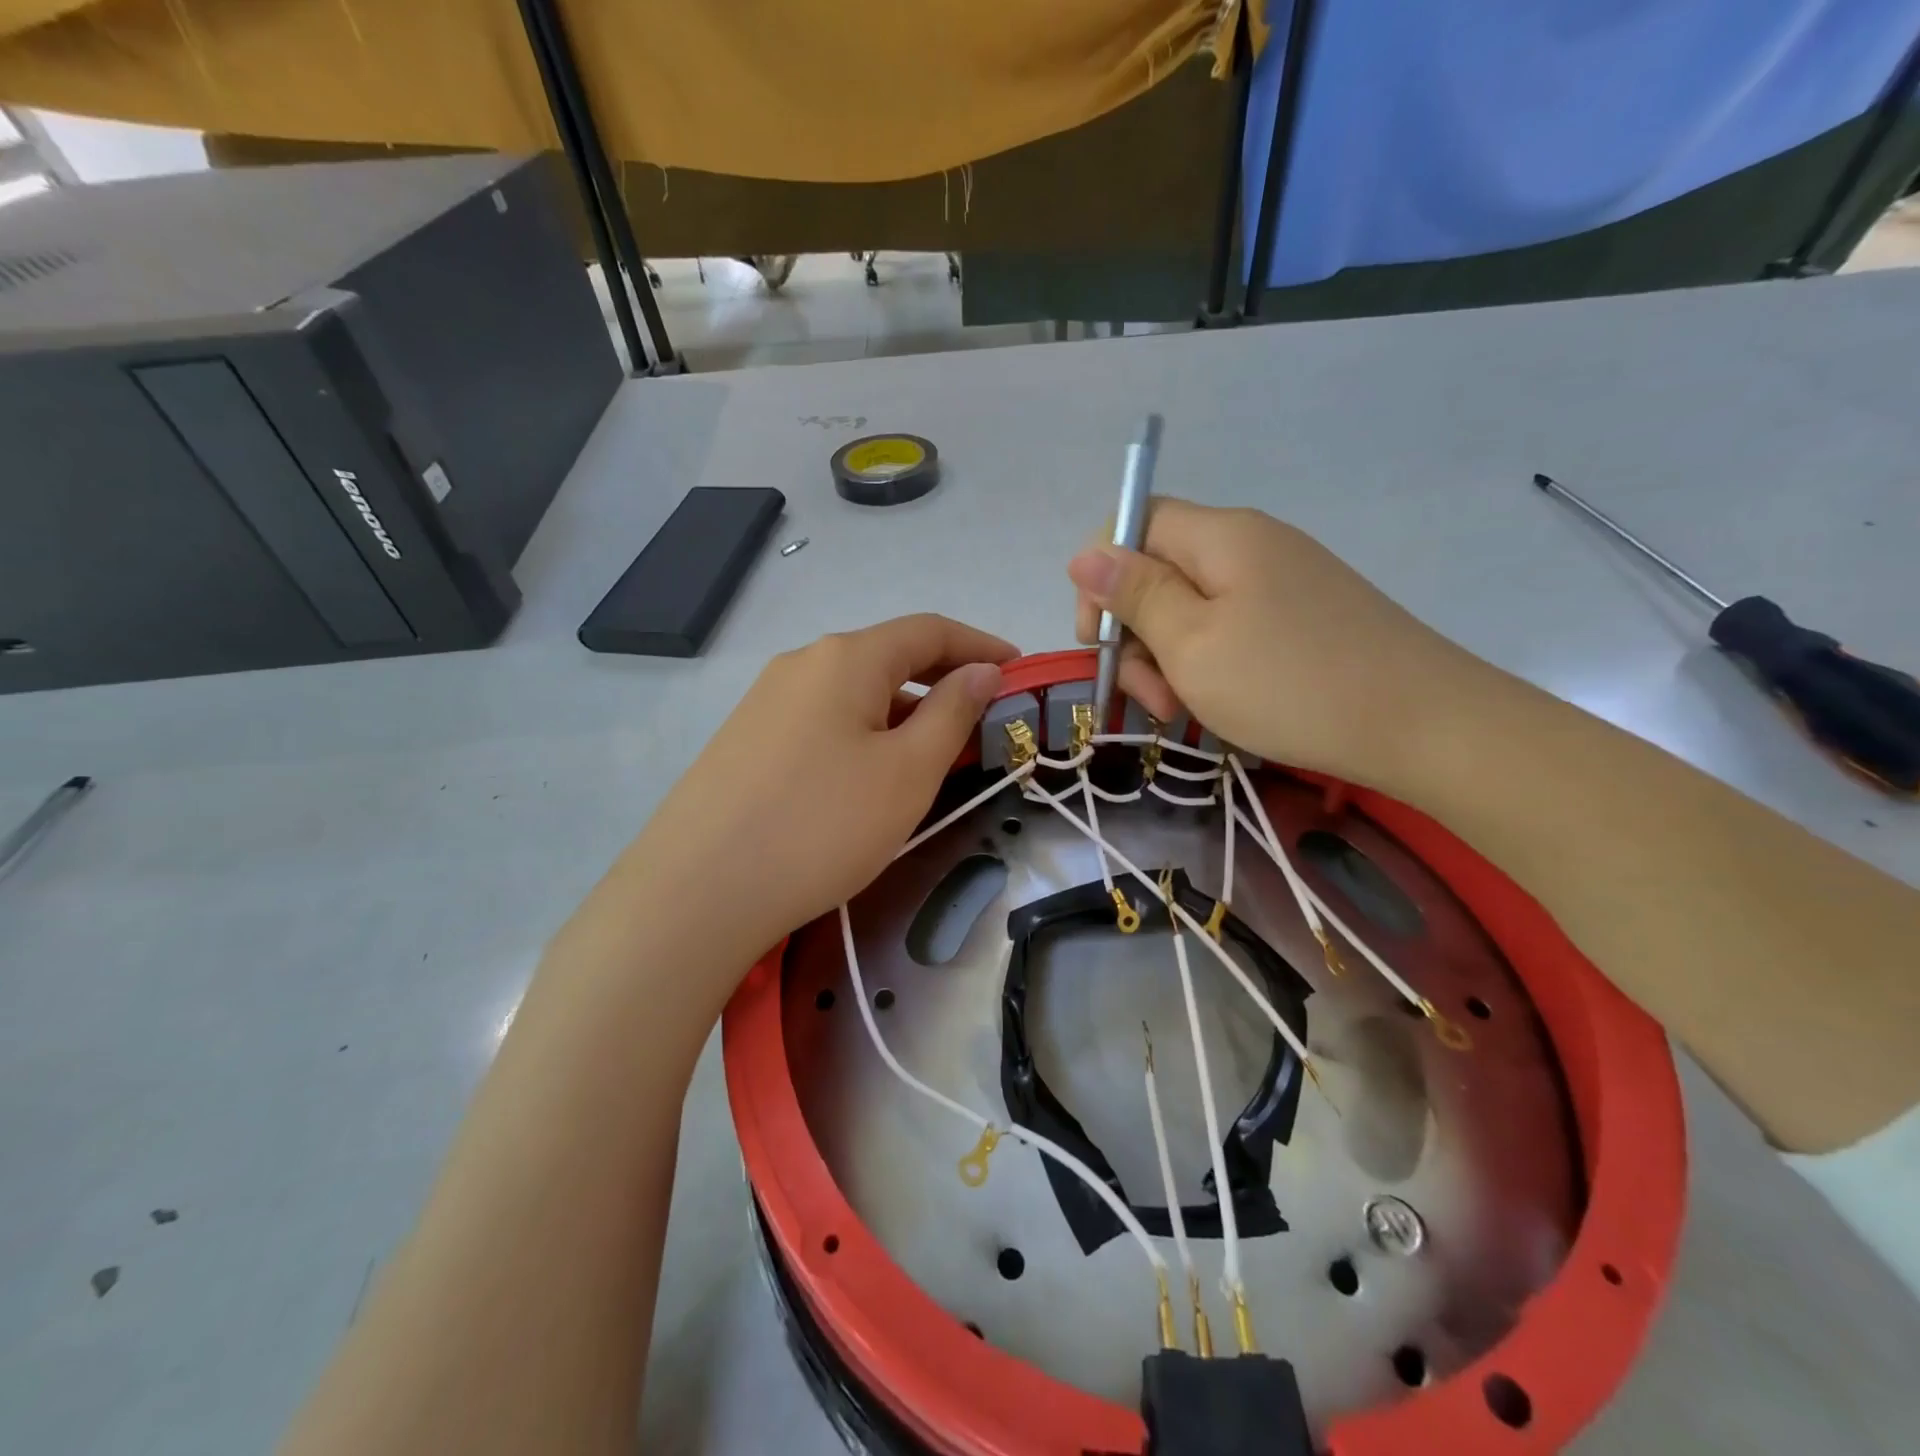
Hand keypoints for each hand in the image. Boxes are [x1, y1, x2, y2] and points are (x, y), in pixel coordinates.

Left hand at [620, 615, 1015, 960]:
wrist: (697, 892)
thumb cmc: (822, 825)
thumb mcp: (907, 772)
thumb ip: (952, 713)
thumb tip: (981, 672)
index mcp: (845, 658)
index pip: (928, 631)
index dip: (980, 645)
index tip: (1018, 670)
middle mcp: (801, 664)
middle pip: (888, 658)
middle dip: (941, 682)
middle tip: (981, 722)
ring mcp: (765, 702)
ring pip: (853, 694)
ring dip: (901, 714)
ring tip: (930, 759)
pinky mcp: (745, 741)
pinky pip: (822, 722)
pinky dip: (862, 735)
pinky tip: (867, 779)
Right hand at [1068, 499, 1486, 787]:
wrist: (1423, 725)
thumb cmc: (1290, 684)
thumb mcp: (1192, 644)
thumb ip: (1135, 595)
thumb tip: (1085, 552)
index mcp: (1221, 536)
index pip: (1134, 523)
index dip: (1100, 575)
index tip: (1100, 640)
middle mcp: (1251, 545)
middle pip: (1160, 570)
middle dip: (1136, 632)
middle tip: (1148, 695)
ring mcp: (1281, 582)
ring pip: (1192, 607)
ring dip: (1169, 658)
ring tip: (1181, 712)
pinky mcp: (1302, 617)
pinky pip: (1230, 628)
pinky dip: (1208, 665)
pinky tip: (1216, 704)